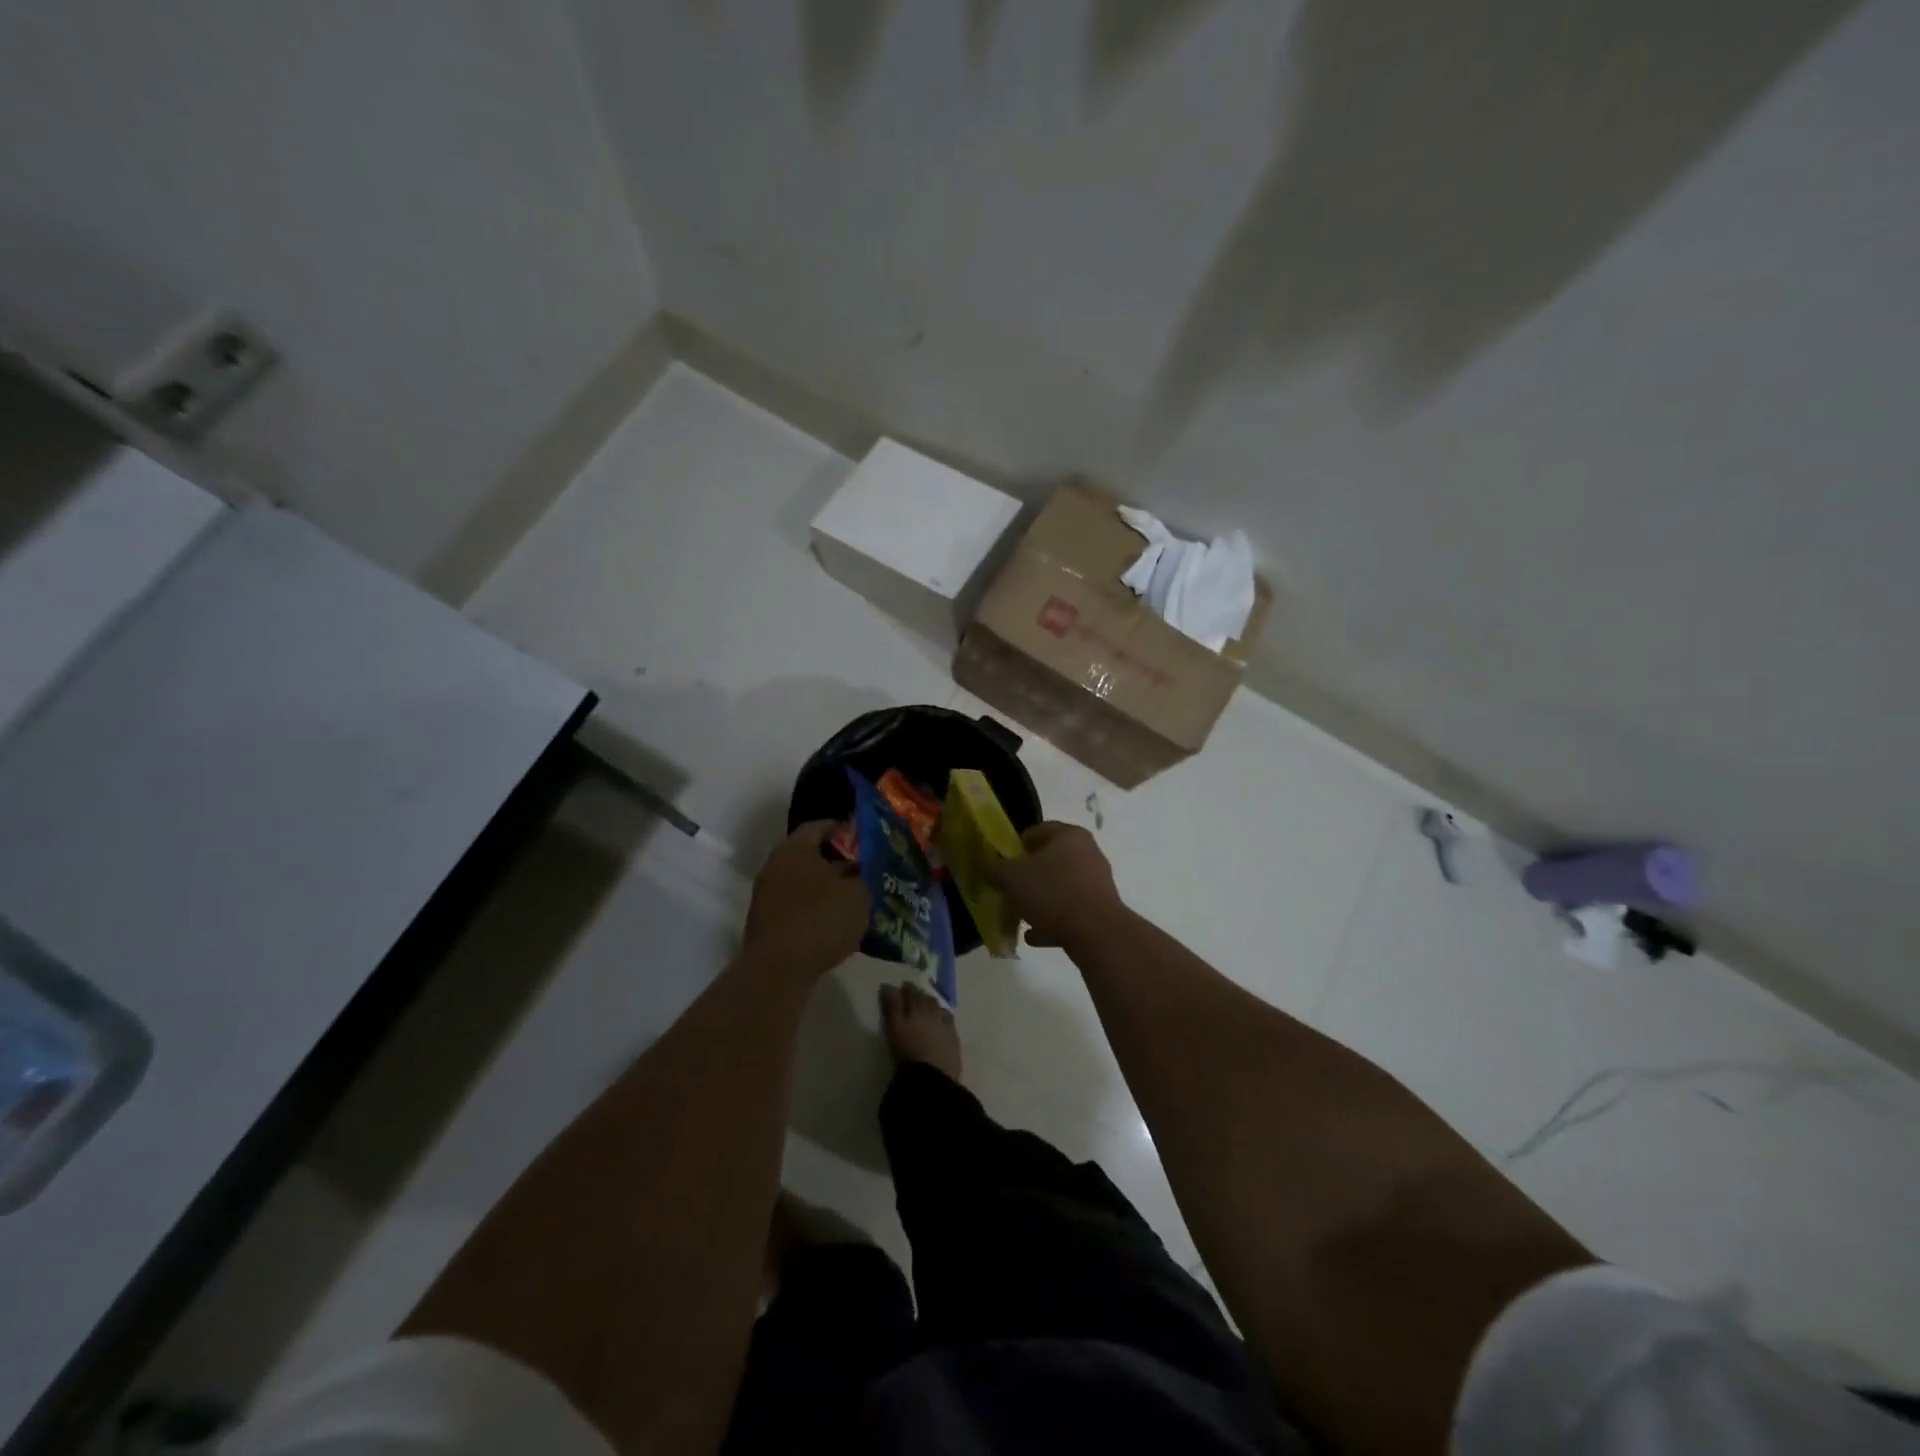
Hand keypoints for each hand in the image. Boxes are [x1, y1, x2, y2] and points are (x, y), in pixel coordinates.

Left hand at [742, 821, 869, 979]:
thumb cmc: (821, 919)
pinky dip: (812, 907)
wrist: (779, 969)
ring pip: (800, 882)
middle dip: (833, 860)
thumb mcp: (858, 894)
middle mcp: (775, 866)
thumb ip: (862, 876)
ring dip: (823, 887)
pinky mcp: (765, 922)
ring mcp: (765, 895)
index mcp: (795, 849)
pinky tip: (833, 921)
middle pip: (807, 855)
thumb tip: (859, 870)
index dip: (839, 828)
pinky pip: (794, 905)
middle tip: (860, 868)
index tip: (858, 833)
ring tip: (851, 896)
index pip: (817, 826)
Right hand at [988, 821, 1125, 947]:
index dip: (1014, 846)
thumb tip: (984, 862)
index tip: (1000, 864)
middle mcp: (1087, 852)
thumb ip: (993, 867)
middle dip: (1027, 875)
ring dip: (1039, 900)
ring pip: (1059, 887)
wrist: (1096, 933)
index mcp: (1068, 835)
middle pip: (1049, 860)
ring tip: (1019, 915)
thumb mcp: (1011, 877)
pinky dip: (1052, 921)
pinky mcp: (1101, 909)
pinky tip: (1034, 936)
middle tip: (1008, 889)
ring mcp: (1097, 882)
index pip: (1036, 831)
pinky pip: (1070, 911)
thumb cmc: (1051, 892)